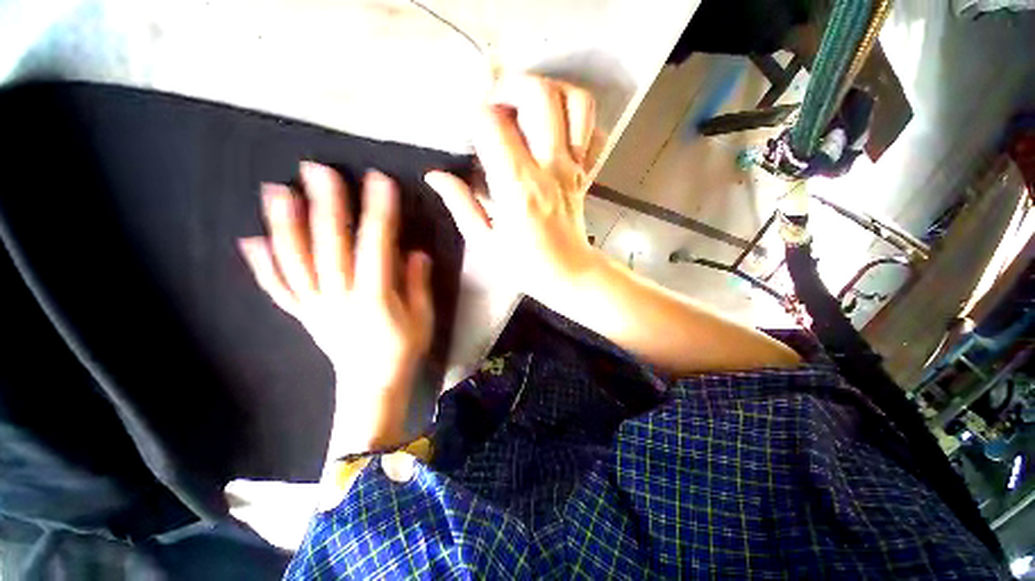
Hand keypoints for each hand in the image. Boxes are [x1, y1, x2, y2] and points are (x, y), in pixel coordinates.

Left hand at [238, 163, 432, 456]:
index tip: (380, 181)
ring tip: (277, 191)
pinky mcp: (304, 313)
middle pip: (329, 246)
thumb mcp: (423, 318)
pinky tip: (251, 241)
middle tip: (318, 169)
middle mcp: (340, 296)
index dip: (379, 213)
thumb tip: (416, 252)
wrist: (372, 384)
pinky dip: (263, 265)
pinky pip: (280, 288)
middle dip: (326, 205)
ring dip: (285, 225)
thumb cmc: (403, 350)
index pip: (377, 247)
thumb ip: (417, 284)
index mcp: (375, 297)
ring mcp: (316, 305)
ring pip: (296, 261)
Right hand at [425, 75, 600, 298]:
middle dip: (511, 85)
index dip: (475, 116)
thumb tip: (436, 176)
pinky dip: (578, 121)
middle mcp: (549, 168)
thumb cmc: (526, 265)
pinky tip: (558, 131)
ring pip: (575, 103)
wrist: (569, 275)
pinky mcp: (586, 173)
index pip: (492, 123)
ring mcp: (573, 167)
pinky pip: (594, 132)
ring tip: (529, 107)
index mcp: (517, 187)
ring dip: (550, 93)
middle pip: (539, 95)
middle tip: (496, 103)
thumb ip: (460, 205)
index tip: (470, 131)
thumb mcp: (484, 242)